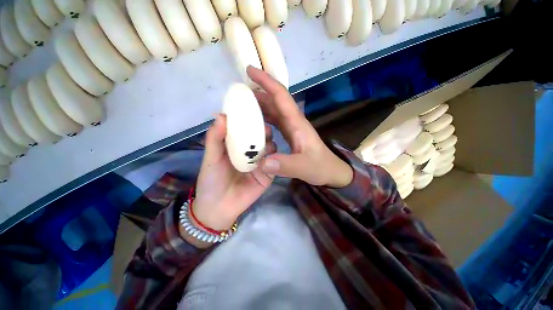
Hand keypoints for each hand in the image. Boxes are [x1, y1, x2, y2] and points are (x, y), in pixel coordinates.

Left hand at [182, 115, 275, 247]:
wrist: (219, 207)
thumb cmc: (212, 180)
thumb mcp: (211, 158)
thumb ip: (215, 138)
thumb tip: (221, 115)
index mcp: (237, 146)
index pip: (246, 129)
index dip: (251, 121)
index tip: (255, 112)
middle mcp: (251, 152)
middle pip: (261, 138)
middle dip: (264, 132)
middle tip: (265, 130)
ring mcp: (261, 163)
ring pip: (271, 149)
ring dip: (271, 144)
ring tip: (268, 144)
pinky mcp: (268, 174)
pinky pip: (275, 163)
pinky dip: (275, 158)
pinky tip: (273, 156)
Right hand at [247, 66, 352, 187]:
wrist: (330, 171)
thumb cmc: (320, 167)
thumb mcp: (304, 167)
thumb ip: (286, 166)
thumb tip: (262, 163)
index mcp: (297, 124)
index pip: (281, 96)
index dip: (267, 82)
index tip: (250, 70)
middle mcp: (293, 122)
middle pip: (276, 101)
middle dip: (259, 92)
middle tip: (240, 91)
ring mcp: (292, 128)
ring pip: (274, 110)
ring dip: (260, 105)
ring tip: (243, 105)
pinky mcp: (290, 134)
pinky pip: (275, 121)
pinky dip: (264, 118)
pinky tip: (255, 123)